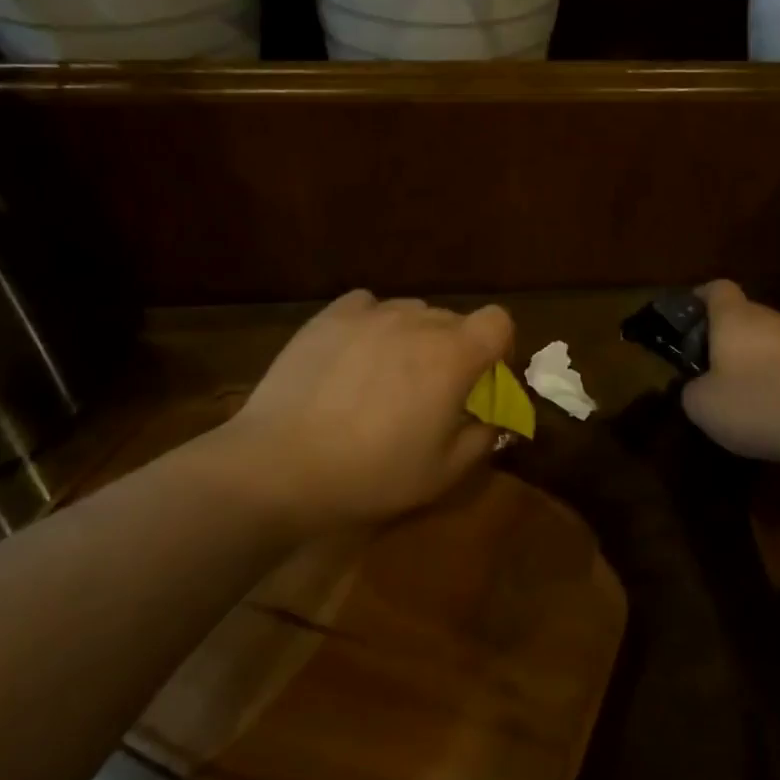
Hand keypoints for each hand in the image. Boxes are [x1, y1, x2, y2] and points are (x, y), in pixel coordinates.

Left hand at [215, 291, 513, 536]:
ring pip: (411, 312)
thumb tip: (491, 419)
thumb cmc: (372, 473)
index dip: (498, 347)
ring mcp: (371, 313)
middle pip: (454, 320)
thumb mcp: (442, 473)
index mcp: (453, 355)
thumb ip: (481, 439)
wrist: (281, 464)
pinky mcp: (330, 316)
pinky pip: (367, 305)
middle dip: (454, 350)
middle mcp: (417, 321)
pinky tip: (354, 355)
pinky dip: (372, 324)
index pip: (498, 321)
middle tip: (430, 391)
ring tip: (385, 376)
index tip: (481, 379)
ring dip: (413, 338)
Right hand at [682, 280, 779, 466]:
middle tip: (713, 365)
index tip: (689, 316)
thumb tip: (698, 386)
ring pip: (773, 339)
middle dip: (728, 336)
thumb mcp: (702, 405)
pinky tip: (778, 406)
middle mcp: (771, 318)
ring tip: (747, 390)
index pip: (717, 288)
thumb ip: (692, 388)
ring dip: (758, 357)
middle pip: (745, 315)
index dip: (701, 298)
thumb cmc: (755, 404)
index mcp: (735, 317)